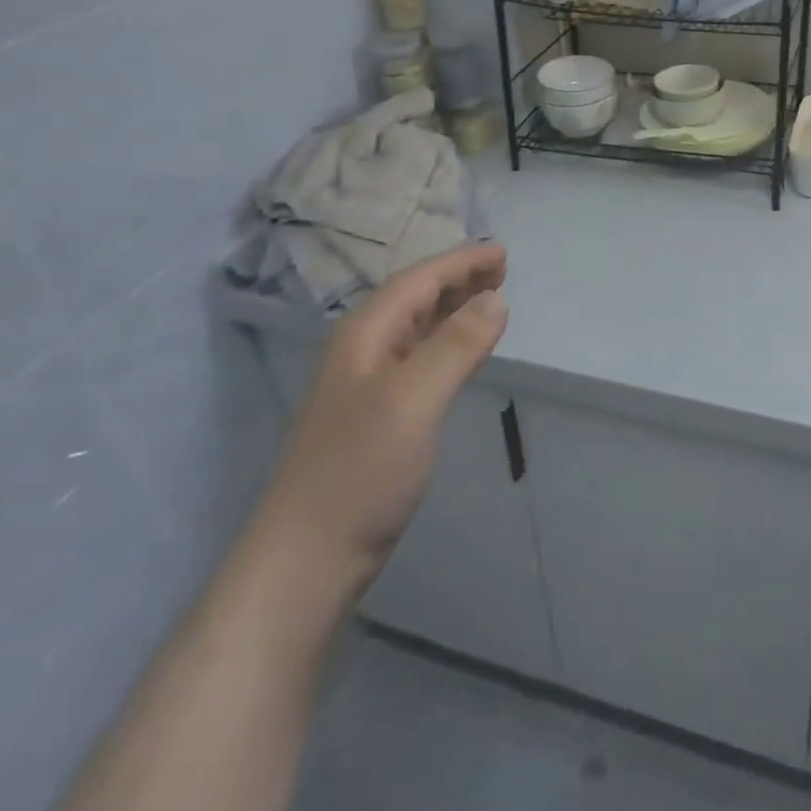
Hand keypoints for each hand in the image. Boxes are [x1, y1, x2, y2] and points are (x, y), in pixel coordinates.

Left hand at [248, 242, 508, 596]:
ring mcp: (368, 384)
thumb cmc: (361, 470)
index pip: (420, 280)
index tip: (503, 252)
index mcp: (366, 334)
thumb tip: (497, 298)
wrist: (307, 559)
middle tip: (502, 269)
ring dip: (453, 306)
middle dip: (458, 278)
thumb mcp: (414, 399)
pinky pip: (419, 357)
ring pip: (417, 326)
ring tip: (490, 297)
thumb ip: (457, 345)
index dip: (462, 261)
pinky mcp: (378, 415)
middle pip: (416, 297)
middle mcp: (364, 349)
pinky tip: (462, 351)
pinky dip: (446, 341)